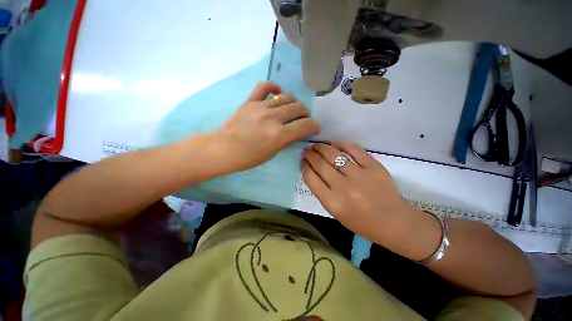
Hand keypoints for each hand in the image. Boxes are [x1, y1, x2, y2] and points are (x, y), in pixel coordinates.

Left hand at [215, 82, 319, 172]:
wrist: (224, 149)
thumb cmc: (249, 157)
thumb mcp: (273, 153)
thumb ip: (287, 140)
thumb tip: (298, 131)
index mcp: (279, 135)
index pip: (305, 125)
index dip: (314, 126)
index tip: (314, 127)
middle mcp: (273, 118)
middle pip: (298, 108)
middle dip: (305, 114)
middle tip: (303, 119)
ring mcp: (261, 107)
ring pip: (286, 97)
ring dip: (294, 102)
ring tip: (292, 109)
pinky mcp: (250, 101)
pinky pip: (265, 86)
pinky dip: (274, 87)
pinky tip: (277, 93)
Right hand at [302, 143, 418, 243]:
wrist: (394, 222)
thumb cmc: (361, 222)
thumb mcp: (336, 213)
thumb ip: (323, 192)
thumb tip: (314, 172)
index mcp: (333, 203)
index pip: (311, 179)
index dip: (304, 166)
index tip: (302, 161)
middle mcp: (344, 188)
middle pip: (320, 164)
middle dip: (310, 154)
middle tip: (307, 150)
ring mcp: (360, 176)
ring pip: (334, 155)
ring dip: (322, 147)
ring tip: (317, 145)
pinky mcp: (374, 167)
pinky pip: (354, 150)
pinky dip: (342, 144)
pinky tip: (335, 144)